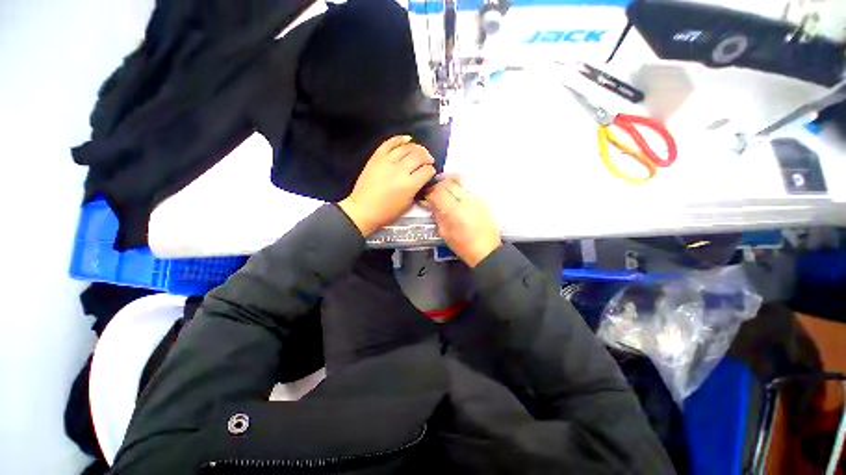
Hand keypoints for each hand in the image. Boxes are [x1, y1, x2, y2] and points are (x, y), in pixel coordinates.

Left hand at [339, 136, 436, 236]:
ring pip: (407, 148)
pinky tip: (407, 139)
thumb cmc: (387, 213)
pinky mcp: (377, 157)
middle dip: (427, 157)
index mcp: (410, 185)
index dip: (432, 171)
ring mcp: (387, 161)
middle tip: (429, 160)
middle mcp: (400, 170)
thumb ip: (417, 191)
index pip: (427, 171)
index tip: (431, 172)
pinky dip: (400, 139)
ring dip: (417, 148)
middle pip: (419, 156)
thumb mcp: (408, 205)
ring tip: (420, 151)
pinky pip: (390, 143)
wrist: (363, 210)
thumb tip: (422, 180)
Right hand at [425, 176, 500, 266]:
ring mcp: (475, 198)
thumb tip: (432, 203)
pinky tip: (455, 190)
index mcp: (454, 210)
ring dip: (448, 180)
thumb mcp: (445, 232)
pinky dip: (459, 184)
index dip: (429, 192)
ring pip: (460, 179)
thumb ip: (438, 215)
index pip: (438, 192)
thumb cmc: (463, 245)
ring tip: (443, 184)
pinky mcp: (482, 199)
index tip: (425, 196)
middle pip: (448, 183)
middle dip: (437, 185)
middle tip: (432, 190)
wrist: (486, 250)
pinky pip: (468, 185)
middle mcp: (465, 200)